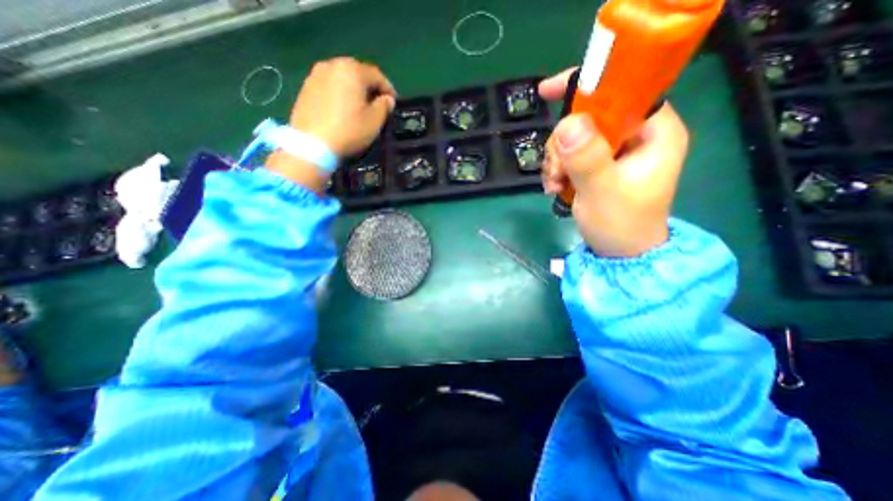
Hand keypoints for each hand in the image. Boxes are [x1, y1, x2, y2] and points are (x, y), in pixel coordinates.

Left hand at [266, 57, 394, 190]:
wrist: (312, 144)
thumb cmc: (348, 131)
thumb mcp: (374, 122)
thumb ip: (384, 106)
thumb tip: (387, 99)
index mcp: (352, 70)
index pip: (376, 75)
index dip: (388, 88)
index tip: (393, 103)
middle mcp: (332, 65)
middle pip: (357, 72)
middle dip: (370, 87)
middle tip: (377, 103)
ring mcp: (316, 75)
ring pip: (342, 78)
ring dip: (354, 89)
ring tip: (360, 106)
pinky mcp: (306, 87)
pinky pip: (329, 86)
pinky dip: (340, 93)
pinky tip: (343, 109)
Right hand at [537, 67, 689, 258]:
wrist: (620, 254)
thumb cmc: (620, 225)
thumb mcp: (602, 191)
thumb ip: (587, 157)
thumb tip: (567, 123)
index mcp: (654, 132)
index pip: (622, 91)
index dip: (586, 88)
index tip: (547, 92)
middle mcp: (635, 136)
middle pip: (588, 118)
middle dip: (563, 144)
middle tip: (557, 172)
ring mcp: (615, 152)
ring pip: (573, 138)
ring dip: (556, 160)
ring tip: (555, 185)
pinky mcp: (599, 165)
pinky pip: (569, 155)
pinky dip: (557, 170)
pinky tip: (554, 188)